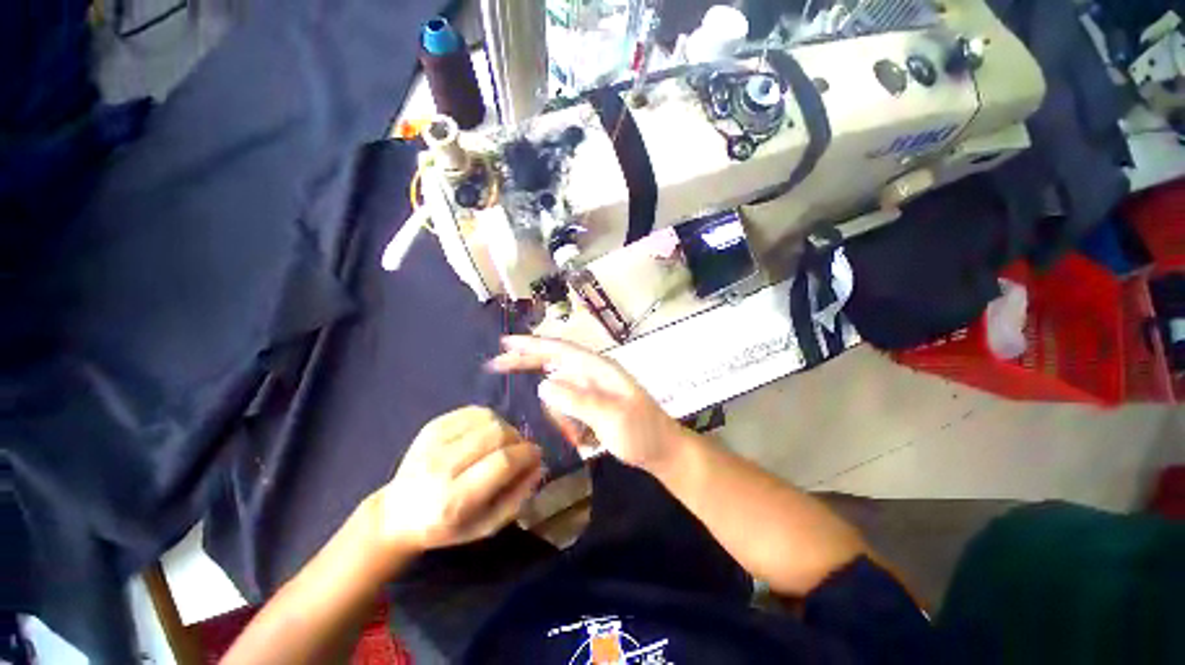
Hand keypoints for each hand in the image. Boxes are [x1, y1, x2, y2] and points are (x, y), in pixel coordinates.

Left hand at [375, 406, 544, 551]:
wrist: (397, 514)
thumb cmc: (447, 527)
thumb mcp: (485, 526)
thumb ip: (517, 497)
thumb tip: (538, 465)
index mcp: (453, 500)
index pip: (503, 462)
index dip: (527, 454)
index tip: (536, 455)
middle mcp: (440, 467)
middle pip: (497, 434)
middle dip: (518, 440)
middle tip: (519, 451)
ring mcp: (433, 442)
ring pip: (488, 418)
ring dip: (505, 428)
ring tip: (502, 444)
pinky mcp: (431, 426)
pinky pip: (474, 410)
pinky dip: (489, 419)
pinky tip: (486, 434)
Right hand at [485, 336, 686, 472]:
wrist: (663, 451)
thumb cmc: (642, 432)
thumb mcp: (612, 417)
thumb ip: (579, 400)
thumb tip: (543, 384)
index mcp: (599, 368)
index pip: (560, 350)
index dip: (532, 345)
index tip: (505, 343)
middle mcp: (593, 373)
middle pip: (554, 361)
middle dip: (527, 361)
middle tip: (496, 364)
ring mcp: (593, 388)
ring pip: (558, 386)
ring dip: (549, 400)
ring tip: (560, 421)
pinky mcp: (592, 404)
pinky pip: (566, 402)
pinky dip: (558, 411)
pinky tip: (561, 424)